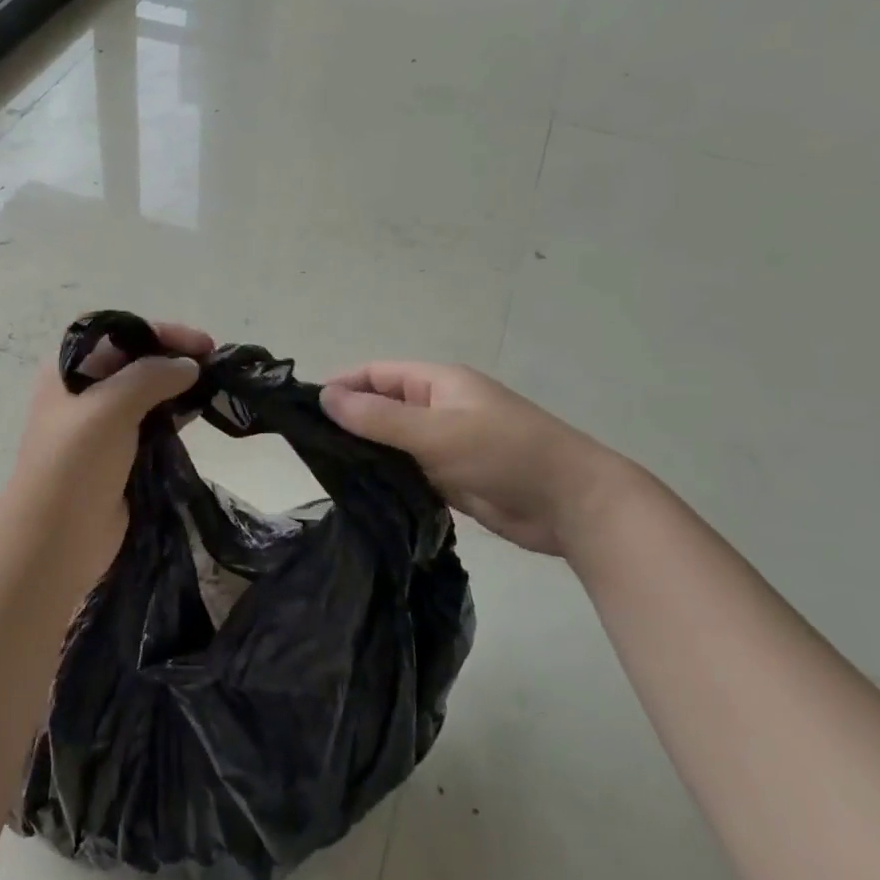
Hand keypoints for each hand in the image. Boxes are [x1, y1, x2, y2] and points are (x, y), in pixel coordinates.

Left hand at [3, 320, 212, 576]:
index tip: (201, 344)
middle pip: (133, 361)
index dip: (158, 331)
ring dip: (177, 387)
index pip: (116, 333)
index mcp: (66, 370)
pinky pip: (151, 424)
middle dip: (172, 357)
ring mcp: (100, 426)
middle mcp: (82, 391)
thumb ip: (151, 377)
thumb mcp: (110, 408)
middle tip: (214, 363)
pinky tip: (200, 413)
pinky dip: (175, 416)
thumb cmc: (74, 464)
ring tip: (214, 386)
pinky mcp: (118, 456)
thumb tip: (189, 366)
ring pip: (145, 393)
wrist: (55, 540)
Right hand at [320, 361, 626, 557]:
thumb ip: (378, 418)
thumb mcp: (435, 432)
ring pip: (392, 443)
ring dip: (366, 453)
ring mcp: (446, 445)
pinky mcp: (452, 479)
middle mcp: (438, 408)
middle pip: (382, 407)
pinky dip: (386, 478)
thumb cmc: (504, 454)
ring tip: (325, 471)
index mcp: (438, 383)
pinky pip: (408, 472)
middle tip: (308, 445)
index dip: (342, 385)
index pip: (377, 374)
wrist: (574, 505)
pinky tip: (359, 493)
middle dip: (349, 421)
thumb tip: (325, 397)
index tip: (305, 409)